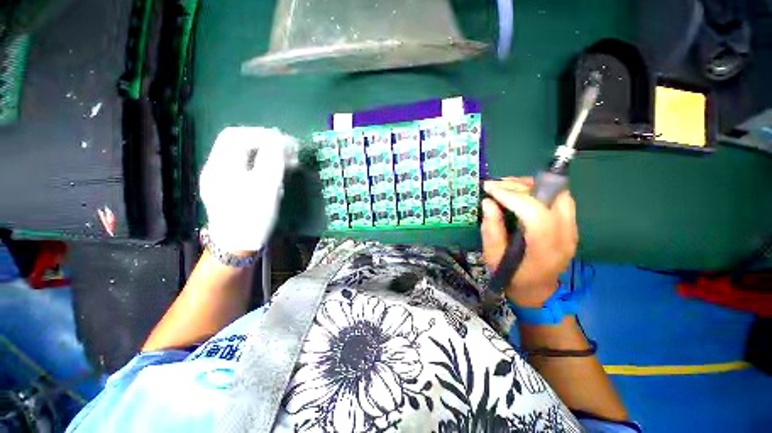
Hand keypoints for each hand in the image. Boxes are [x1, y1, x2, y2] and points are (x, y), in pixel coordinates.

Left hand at [199, 127, 297, 252]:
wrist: (237, 246)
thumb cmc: (252, 217)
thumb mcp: (266, 188)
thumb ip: (272, 161)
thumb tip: (279, 142)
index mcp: (221, 166)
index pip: (237, 136)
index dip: (262, 134)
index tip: (285, 142)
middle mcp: (215, 167)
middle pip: (236, 142)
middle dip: (263, 141)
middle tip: (286, 148)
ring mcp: (219, 178)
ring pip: (240, 154)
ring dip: (262, 151)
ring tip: (283, 158)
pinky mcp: (226, 187)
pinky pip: (242, 166)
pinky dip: (259, 162)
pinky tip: (272, 169)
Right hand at [481, 177, 577, 306]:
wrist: (537, 292)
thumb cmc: (512, 277)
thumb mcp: (493, 257)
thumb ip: (491, 230)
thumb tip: (488, 202)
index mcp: (544, 248)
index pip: (535, 213)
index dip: (512, 196)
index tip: (490, 189)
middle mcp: (565, 236)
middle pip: (551, 198)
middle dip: (519, 187)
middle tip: (495, 185)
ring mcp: (572, 230)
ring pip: (559, 194)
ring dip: (531, 186)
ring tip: (506, 186)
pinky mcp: (571, 226)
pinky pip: (559, 199)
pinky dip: (539, 191)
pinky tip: (521, 193)